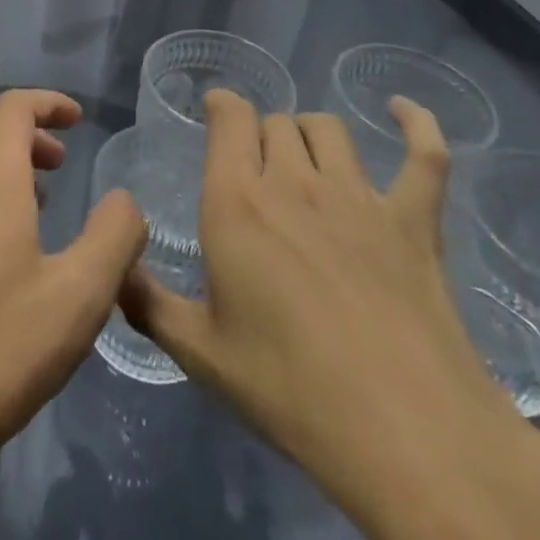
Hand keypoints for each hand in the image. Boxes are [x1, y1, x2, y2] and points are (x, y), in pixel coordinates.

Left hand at [0, 89, 147, 482]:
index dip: (49, 102)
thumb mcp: (80, 296)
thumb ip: (114, 235)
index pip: (15, 107)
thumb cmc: (0, 348)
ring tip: (41, 201)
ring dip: (5, 161)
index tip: (79, 121)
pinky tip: (4, 244)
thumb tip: (124, 199)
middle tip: (62, 164)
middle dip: (28, 131)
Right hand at [119, 91, 533, 525]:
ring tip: (304, 156)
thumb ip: (146, 302)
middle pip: (275, 123)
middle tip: (254, 167)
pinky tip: (402, 111)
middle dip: (260, 133)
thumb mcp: (198, 352)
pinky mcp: (414, 221)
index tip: (215, 110)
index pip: (230, 118)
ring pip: (328, 129)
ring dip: (309, 132)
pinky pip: (423, 155)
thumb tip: (115, 269)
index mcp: (237, 203)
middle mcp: (294, 182)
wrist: (405, 435)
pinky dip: (416, 125)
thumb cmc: (289, 389)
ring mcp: (359, 196)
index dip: (222, 104)